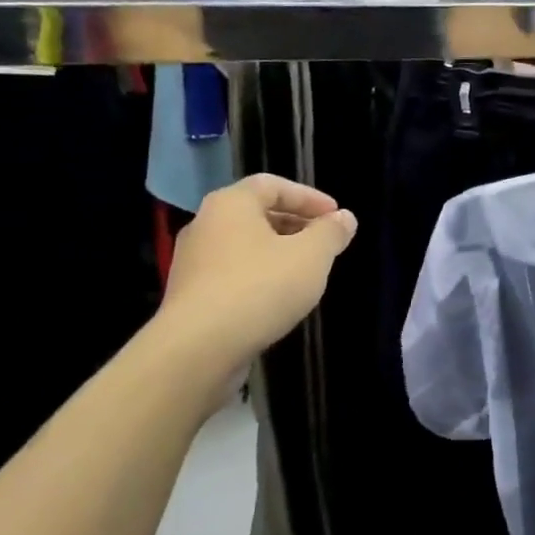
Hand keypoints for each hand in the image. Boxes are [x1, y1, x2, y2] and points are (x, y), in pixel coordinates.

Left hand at [160, 174, 357, 357]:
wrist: (198, 349)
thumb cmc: (259, 288)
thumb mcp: (311, 256)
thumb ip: (331, 233)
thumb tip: (344, 218)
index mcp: (231, 203)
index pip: (273, 185)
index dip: (309, 197)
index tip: (335, 216)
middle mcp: (205, 224)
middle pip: (256, 214)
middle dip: (295, 225)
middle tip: (324, 243)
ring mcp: (192, 262)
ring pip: (244, 246)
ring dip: (277, 253)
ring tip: (306, 272)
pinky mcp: (190, 296)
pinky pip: (231, 275)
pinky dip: (258, 277)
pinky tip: (278, 299)